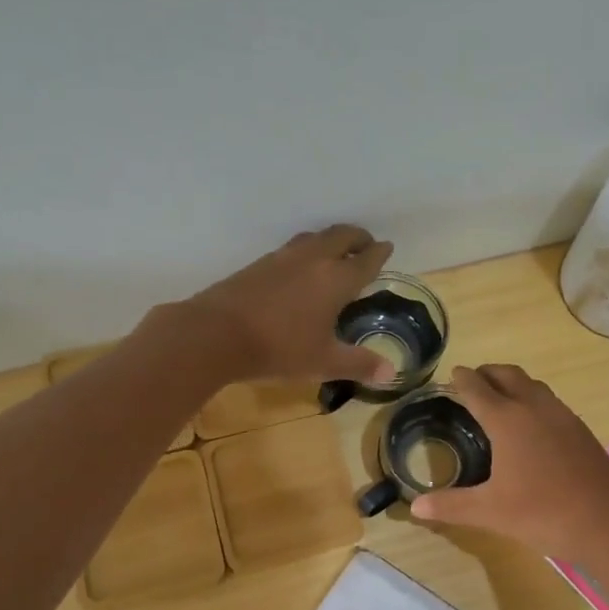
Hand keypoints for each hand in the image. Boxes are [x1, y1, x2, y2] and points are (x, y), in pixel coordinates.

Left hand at [169, 225, 397, 384]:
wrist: (216, 334)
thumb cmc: (279, 349)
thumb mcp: (324, 362)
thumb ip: (359, 364)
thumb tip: (392, 372)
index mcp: (336, 279)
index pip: (365, 259)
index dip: (379, 253)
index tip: (387, 248)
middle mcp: (313, 260)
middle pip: (341, 236)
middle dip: (358, 238)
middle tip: (366, 244)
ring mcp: (282, 258)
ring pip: (314, 238)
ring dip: (330, 240)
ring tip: (335, 251)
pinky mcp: (258, 264)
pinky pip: (292, 248)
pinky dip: (306, 250)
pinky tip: (299, 268)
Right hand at [409, 364, 608, 558]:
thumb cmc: (544, 513)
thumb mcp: (490, 512)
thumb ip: (451, 506)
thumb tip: (415, 507)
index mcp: (508, 420)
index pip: (478, 388)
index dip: (462, 379)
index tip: (452, 373)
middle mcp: (535, 408)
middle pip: (508, 376)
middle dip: (488, 373)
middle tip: (473, 380)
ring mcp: (563, 417)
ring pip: (533, 386)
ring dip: (513, 383)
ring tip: (499, 398)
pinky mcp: (581, 431)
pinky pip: (550, 402)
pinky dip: (533, 400)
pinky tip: (532, 426)